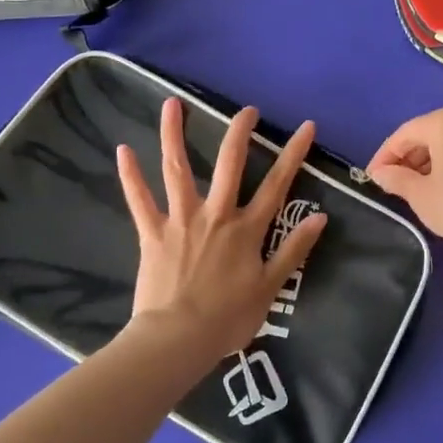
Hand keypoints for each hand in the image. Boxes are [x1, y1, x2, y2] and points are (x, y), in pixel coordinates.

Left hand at [116, 97, 327, 363]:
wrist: (177, 339)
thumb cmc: (228, 318)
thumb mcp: (271, 287)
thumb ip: (294, 249)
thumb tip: (320, 216)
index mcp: (246, 229)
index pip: (277, 184)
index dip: (293, 153)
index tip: (306, 126)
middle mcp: (216, 214)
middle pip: (229, 163)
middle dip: (239, 132)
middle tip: (246, 109)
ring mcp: (181, 220)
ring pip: (178, 169)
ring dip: (174, 134)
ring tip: (172, 103)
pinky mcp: (152, 233)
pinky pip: (139, 200)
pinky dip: (130, 175)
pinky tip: (123, 149)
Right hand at [366, 104, 442, 251]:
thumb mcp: (419, 194)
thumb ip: (395, 178)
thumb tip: (379, 173)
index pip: (404, 134)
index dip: (384, 156)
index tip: (371, 177)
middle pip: (424, 134)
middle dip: (405, 158)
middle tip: (388, 182)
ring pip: (442, 141)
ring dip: (423, 161)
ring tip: (409, 186)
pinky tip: (434, 183)